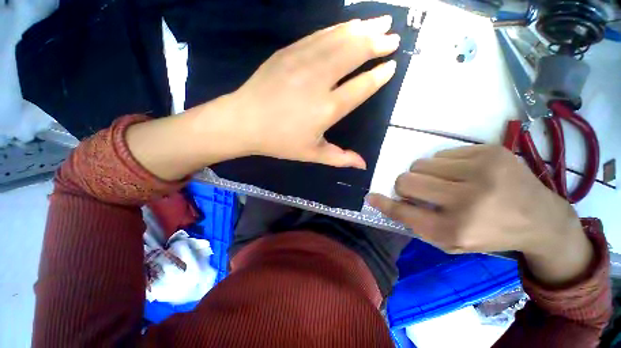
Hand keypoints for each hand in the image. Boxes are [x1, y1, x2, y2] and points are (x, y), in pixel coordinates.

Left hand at [225, 15, 399, 168]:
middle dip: (377, 44)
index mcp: (327, 109)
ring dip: (363, 29)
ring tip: (381, 22)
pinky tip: (349, 25)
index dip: (379, 75)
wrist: (245, 122)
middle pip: (354, 54)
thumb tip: (363, 165)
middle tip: (393, 38)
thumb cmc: (280, 142)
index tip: (392, 66)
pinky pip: (319, 35)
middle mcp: (319, 81)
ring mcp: (303, 62)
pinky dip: (338, 28)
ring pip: (339, 39)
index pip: (361, 87)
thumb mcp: (312, 154)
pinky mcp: (288, 52)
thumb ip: (340, 158)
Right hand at [367, 145, 592, 284]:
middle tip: (420, 191)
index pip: (403, 211)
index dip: (383, 203)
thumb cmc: (488, 234)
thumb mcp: (449, 241)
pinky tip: (463, 174)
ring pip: (421, 163)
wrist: (541, 219)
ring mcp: (482, 171)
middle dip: (405, 185)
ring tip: (446, 183)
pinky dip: (444, 165)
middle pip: (406, 180)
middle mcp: (468, 200)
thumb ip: (415, 221)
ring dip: (425, 174)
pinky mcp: (491, 152)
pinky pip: (442, 153)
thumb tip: (383, 199)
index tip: (372, 197)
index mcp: (456, 229)